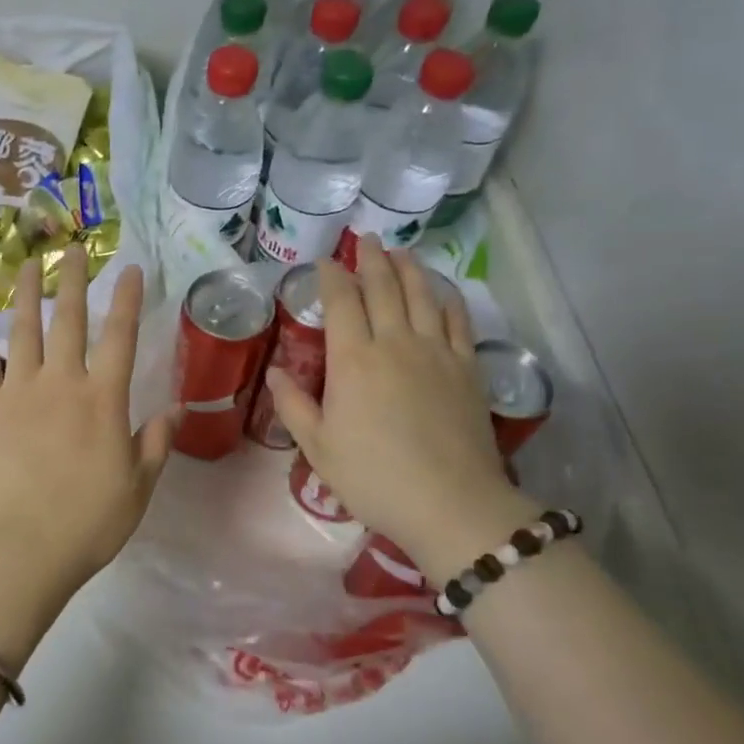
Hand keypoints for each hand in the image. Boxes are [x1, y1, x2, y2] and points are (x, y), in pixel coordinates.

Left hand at [0, 246, 174, 602]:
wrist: (19, 549)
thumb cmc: (88, 523)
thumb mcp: (138, 487)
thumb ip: (156, 442)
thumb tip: (176, 407)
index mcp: (103, 400)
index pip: (120, 337)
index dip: (127, 299)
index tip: (131, 269)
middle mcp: (60, 384)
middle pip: (68, 321)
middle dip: (72, 281)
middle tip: (71, 248)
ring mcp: (17, 393)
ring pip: (23, 333)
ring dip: (27, 297)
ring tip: (28, 267)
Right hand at [265, 237, 536, 575]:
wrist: (451, 503)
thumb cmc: (374, 478)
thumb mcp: (319, 448)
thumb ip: (294, 406)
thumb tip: (276, 372)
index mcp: (353, 360)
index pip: (341, 303)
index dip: (333, 277)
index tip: (326, 262)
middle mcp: (394, 343)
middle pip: (383, 288)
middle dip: (372, 260)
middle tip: (366, 240)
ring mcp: (436, 352)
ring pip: (422, 296)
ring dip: (409, 269)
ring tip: (401, 252)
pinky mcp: (466, 368)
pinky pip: (458, 321)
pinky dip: (448, 299)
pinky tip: (442, 291)